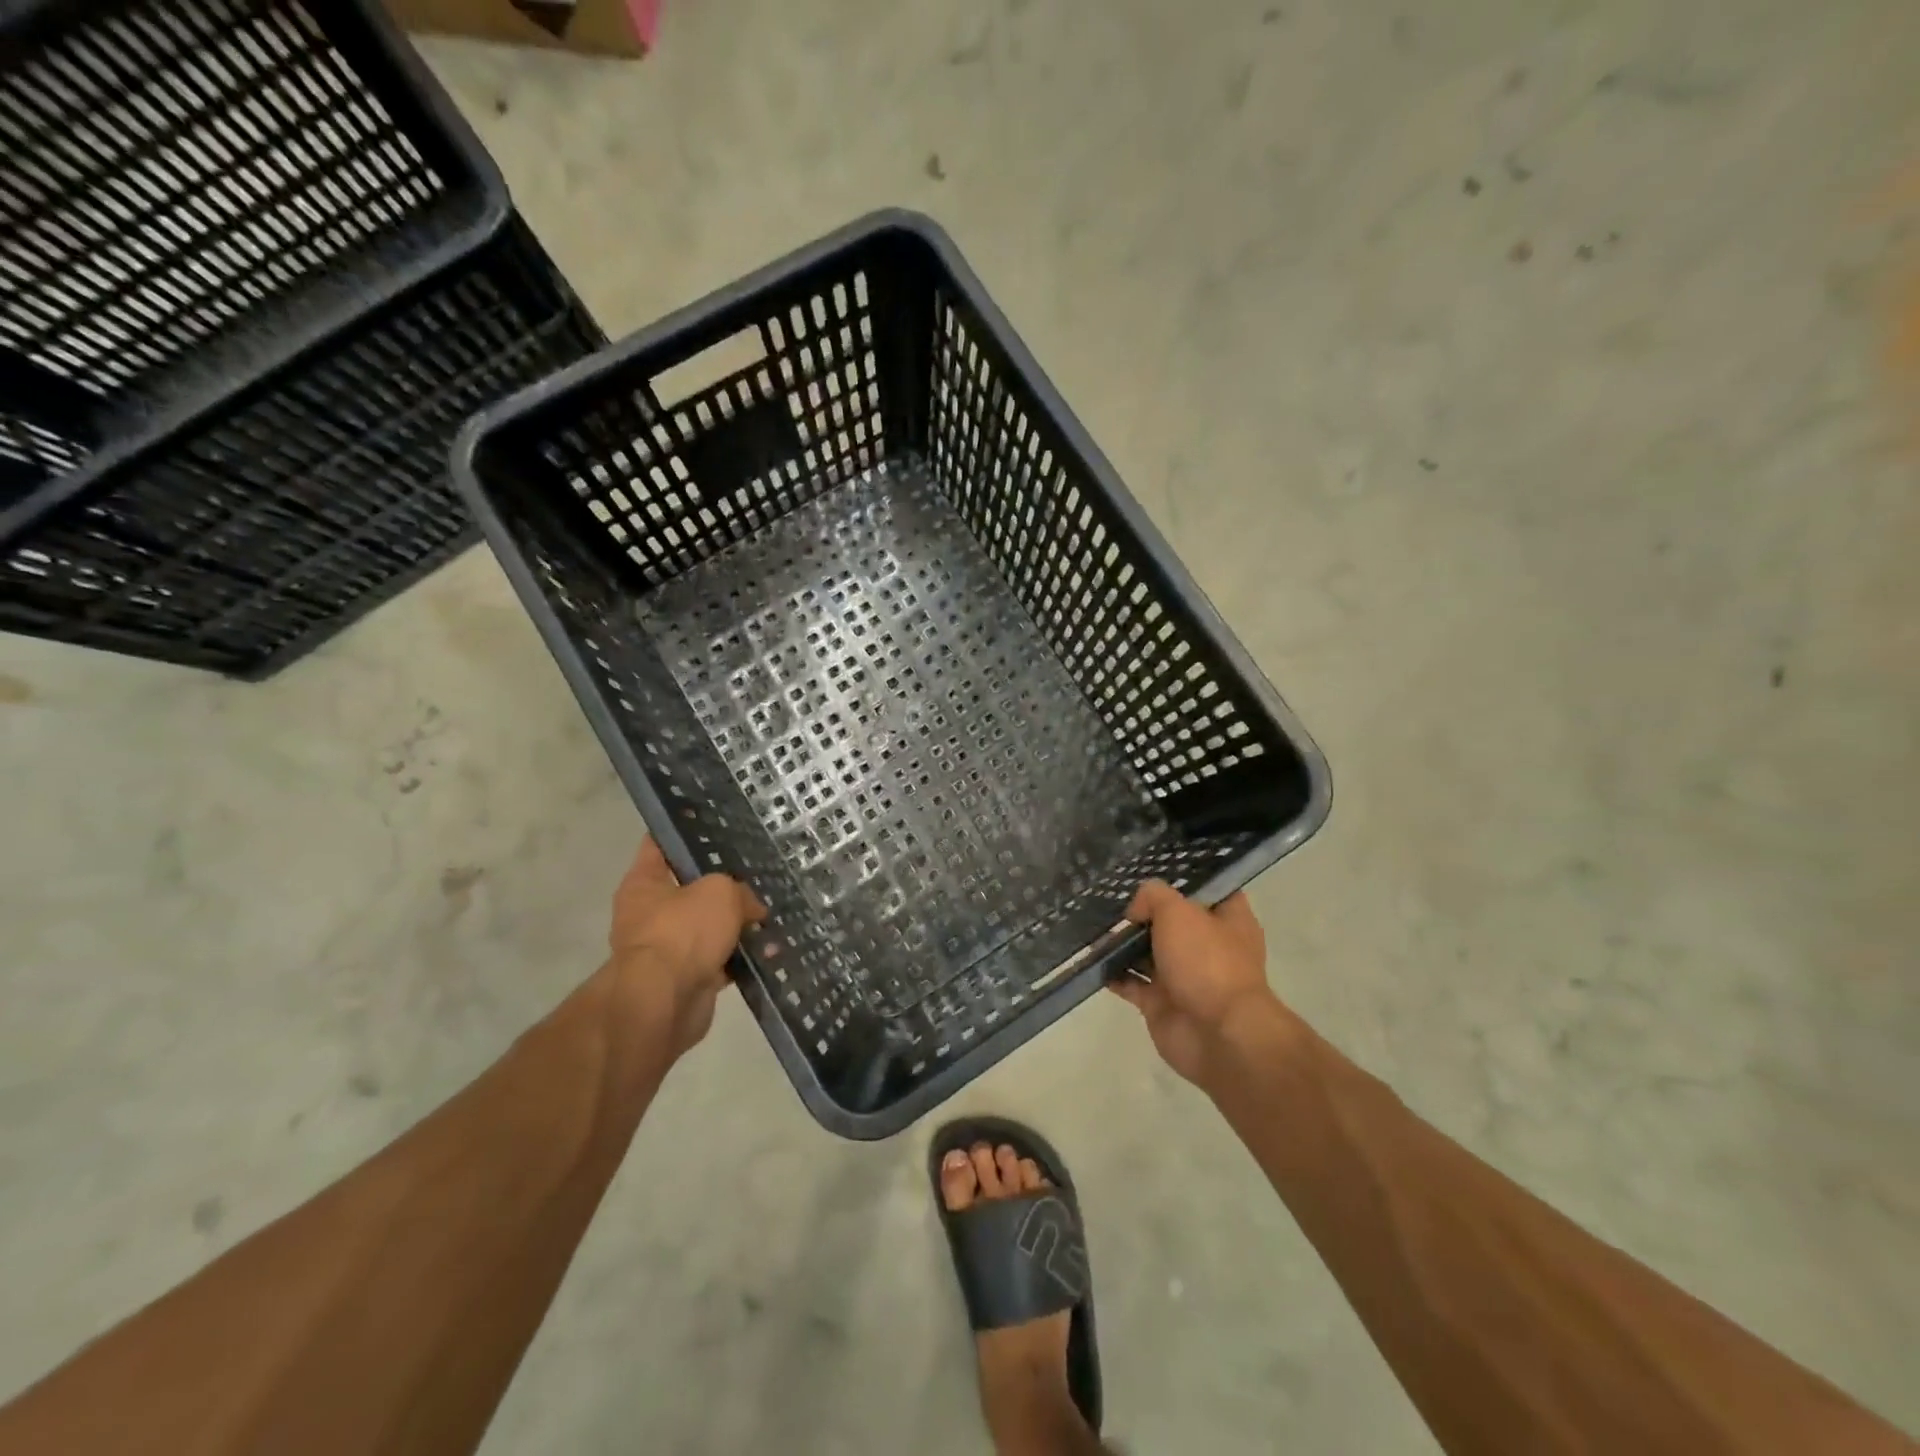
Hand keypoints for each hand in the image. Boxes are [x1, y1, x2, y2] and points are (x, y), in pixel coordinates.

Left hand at [606, 838, 764, 1059]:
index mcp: (644, 883)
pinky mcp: (688, 978)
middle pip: (691, 888)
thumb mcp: (720, 892)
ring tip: (772, 912)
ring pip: (709, 926)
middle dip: (723, 884)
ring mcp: (668, 948)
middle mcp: (650, 913)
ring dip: (737, 924)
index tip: (712, 822)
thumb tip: (752, 910)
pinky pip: (720, 960)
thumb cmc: (683, 931)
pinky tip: (770, 949)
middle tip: (757, 872)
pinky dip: (741, 957)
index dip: (683, 831)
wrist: (664, 1002)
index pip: (658, 845)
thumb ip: (739, 891)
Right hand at [1110, 881, 1292, 1088]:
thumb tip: (1136, 911)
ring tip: (1093, 922)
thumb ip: (1153, 897)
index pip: (1209, 890)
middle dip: (1144, 911)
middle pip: (1172, 921)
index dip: (1184, 879)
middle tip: (1112, 895)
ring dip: (1123, 942)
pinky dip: (1113, 973)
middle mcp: (1208, 946)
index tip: (1152, 868)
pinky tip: (1092, 957)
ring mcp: (1185, 977)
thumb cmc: (1207, 962)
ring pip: (1148, 952)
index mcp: (1229, 921)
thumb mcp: (1178, 911)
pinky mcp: (1161, 1004)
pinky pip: (1132, 983)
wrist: (1218, 1035)